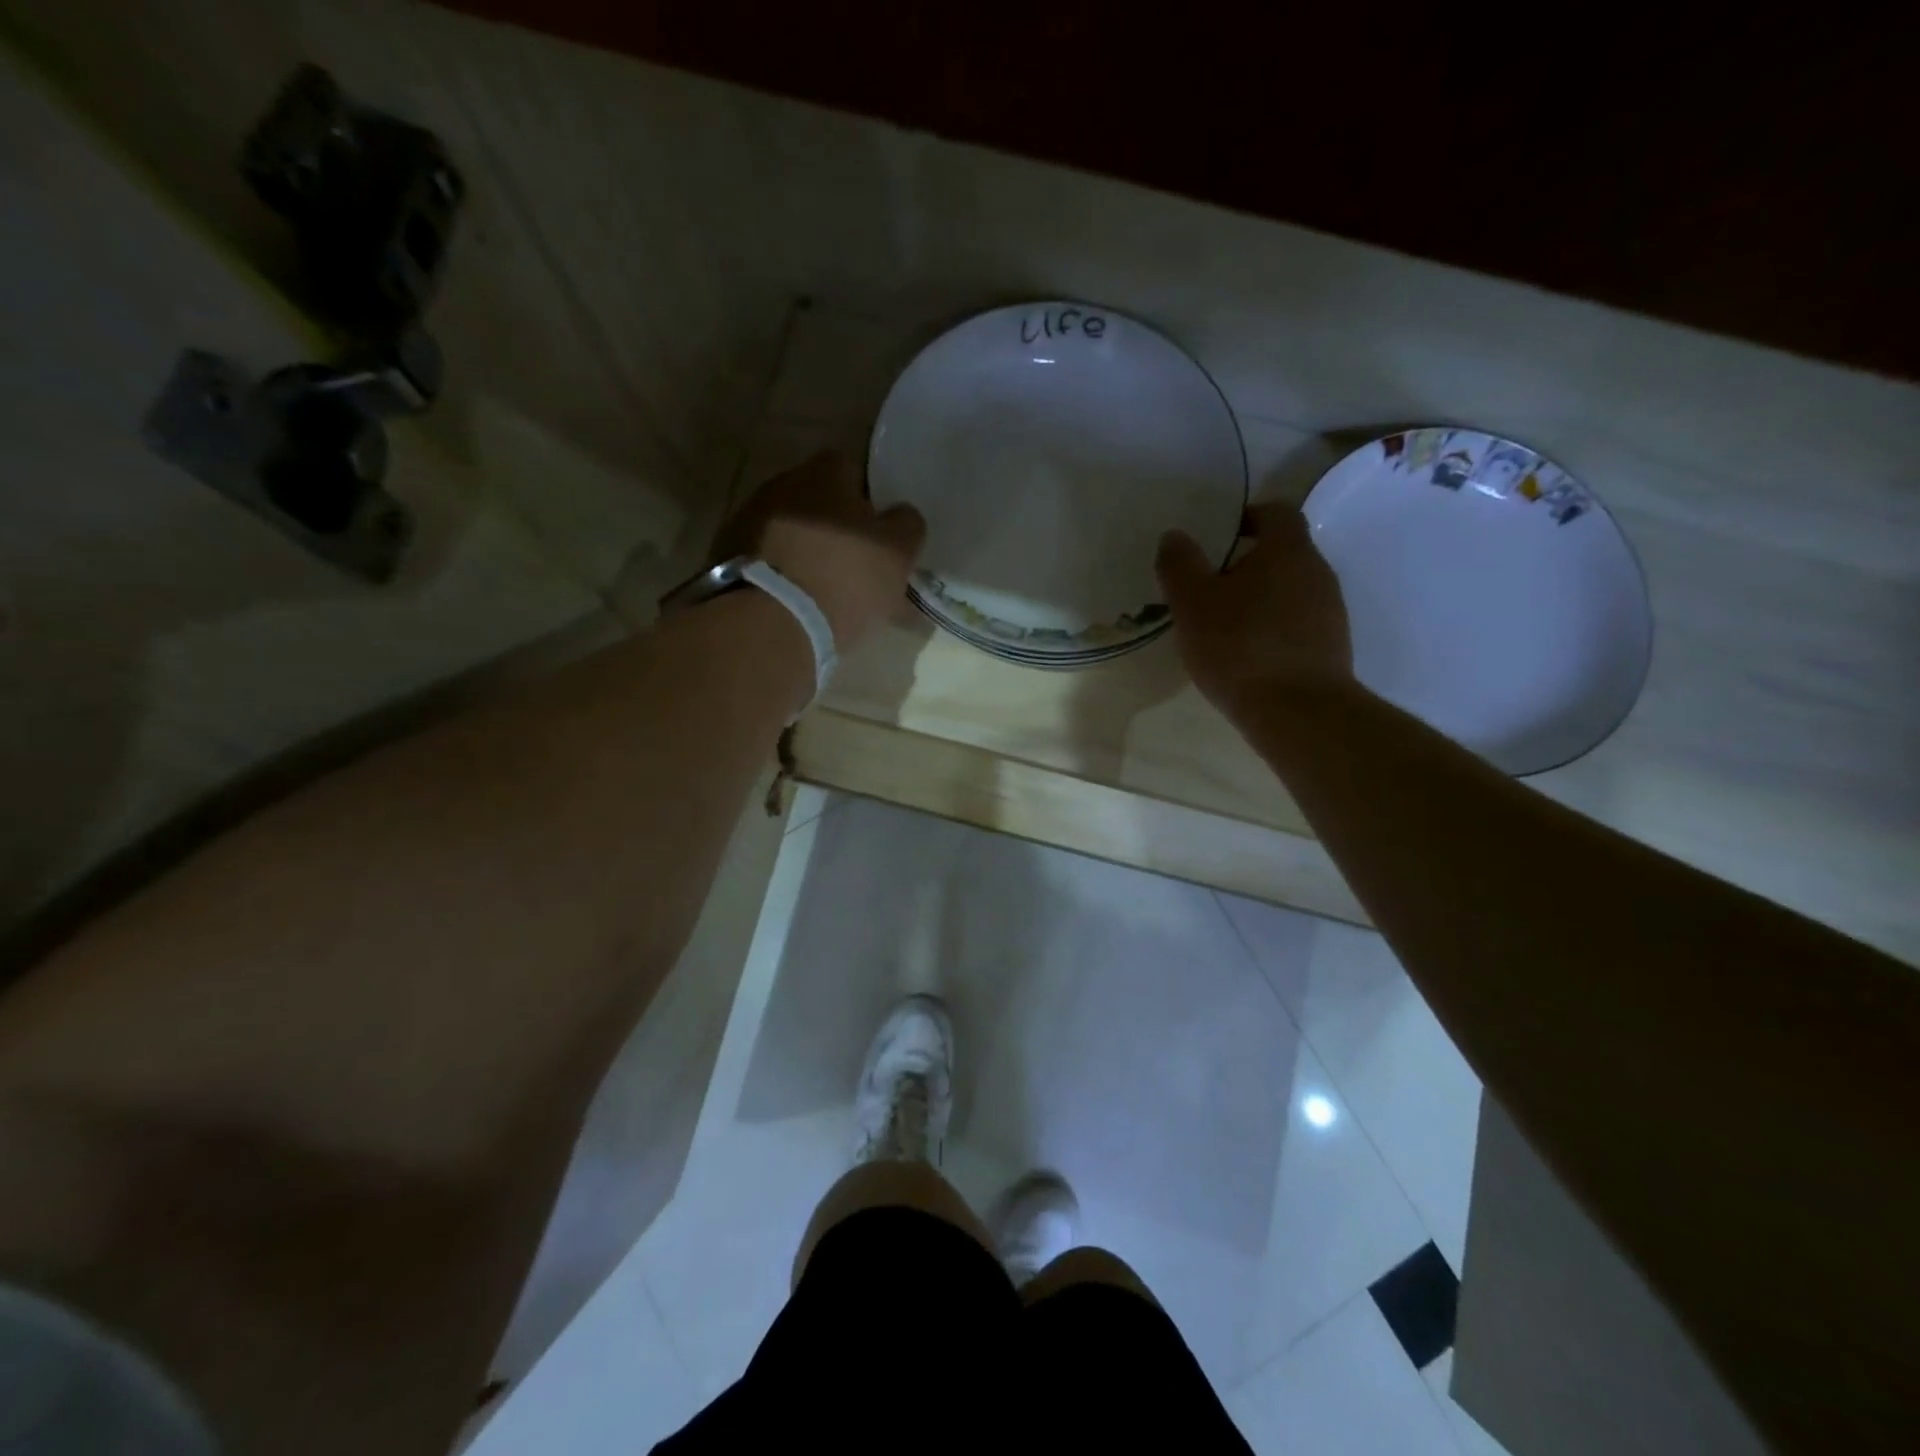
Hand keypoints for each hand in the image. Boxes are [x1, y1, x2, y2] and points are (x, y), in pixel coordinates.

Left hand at [712, 450, 925, 650]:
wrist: (768, 623)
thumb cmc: (843, 578)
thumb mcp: (897, 553)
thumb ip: (906, 525)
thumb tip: (901, 515)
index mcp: (824, 473)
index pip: (850, 468)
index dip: (867, 498)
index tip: (877, 531)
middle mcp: (780, 485)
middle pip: (815, 499)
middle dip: (834, 525)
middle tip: (854, 564)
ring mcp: (747, 521)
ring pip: (789, 531)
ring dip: (806, 552)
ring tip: (824, 591)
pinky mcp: (725, 558)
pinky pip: (765, 560)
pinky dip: (781, 574)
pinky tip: (795, 602)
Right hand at [1155, 503, 1353, 719]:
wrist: (1298, 712)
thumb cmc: (1240, 647)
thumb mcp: (1192, 603)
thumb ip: (1179, 565)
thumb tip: (1174, 536)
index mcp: (1288, 550)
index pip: (1275, 512)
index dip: (1247, 516)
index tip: (1219, 537)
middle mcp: (1318, 572)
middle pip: (1283, 553)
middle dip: (1247, 564)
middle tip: (1210, 586)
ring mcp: (1330, 611)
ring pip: (1290, 590)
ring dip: (1259, 599)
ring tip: (1224, 626)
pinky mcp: (1332, 647)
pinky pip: (1297, 624)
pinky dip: (1272, 629)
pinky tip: (1247, 656)